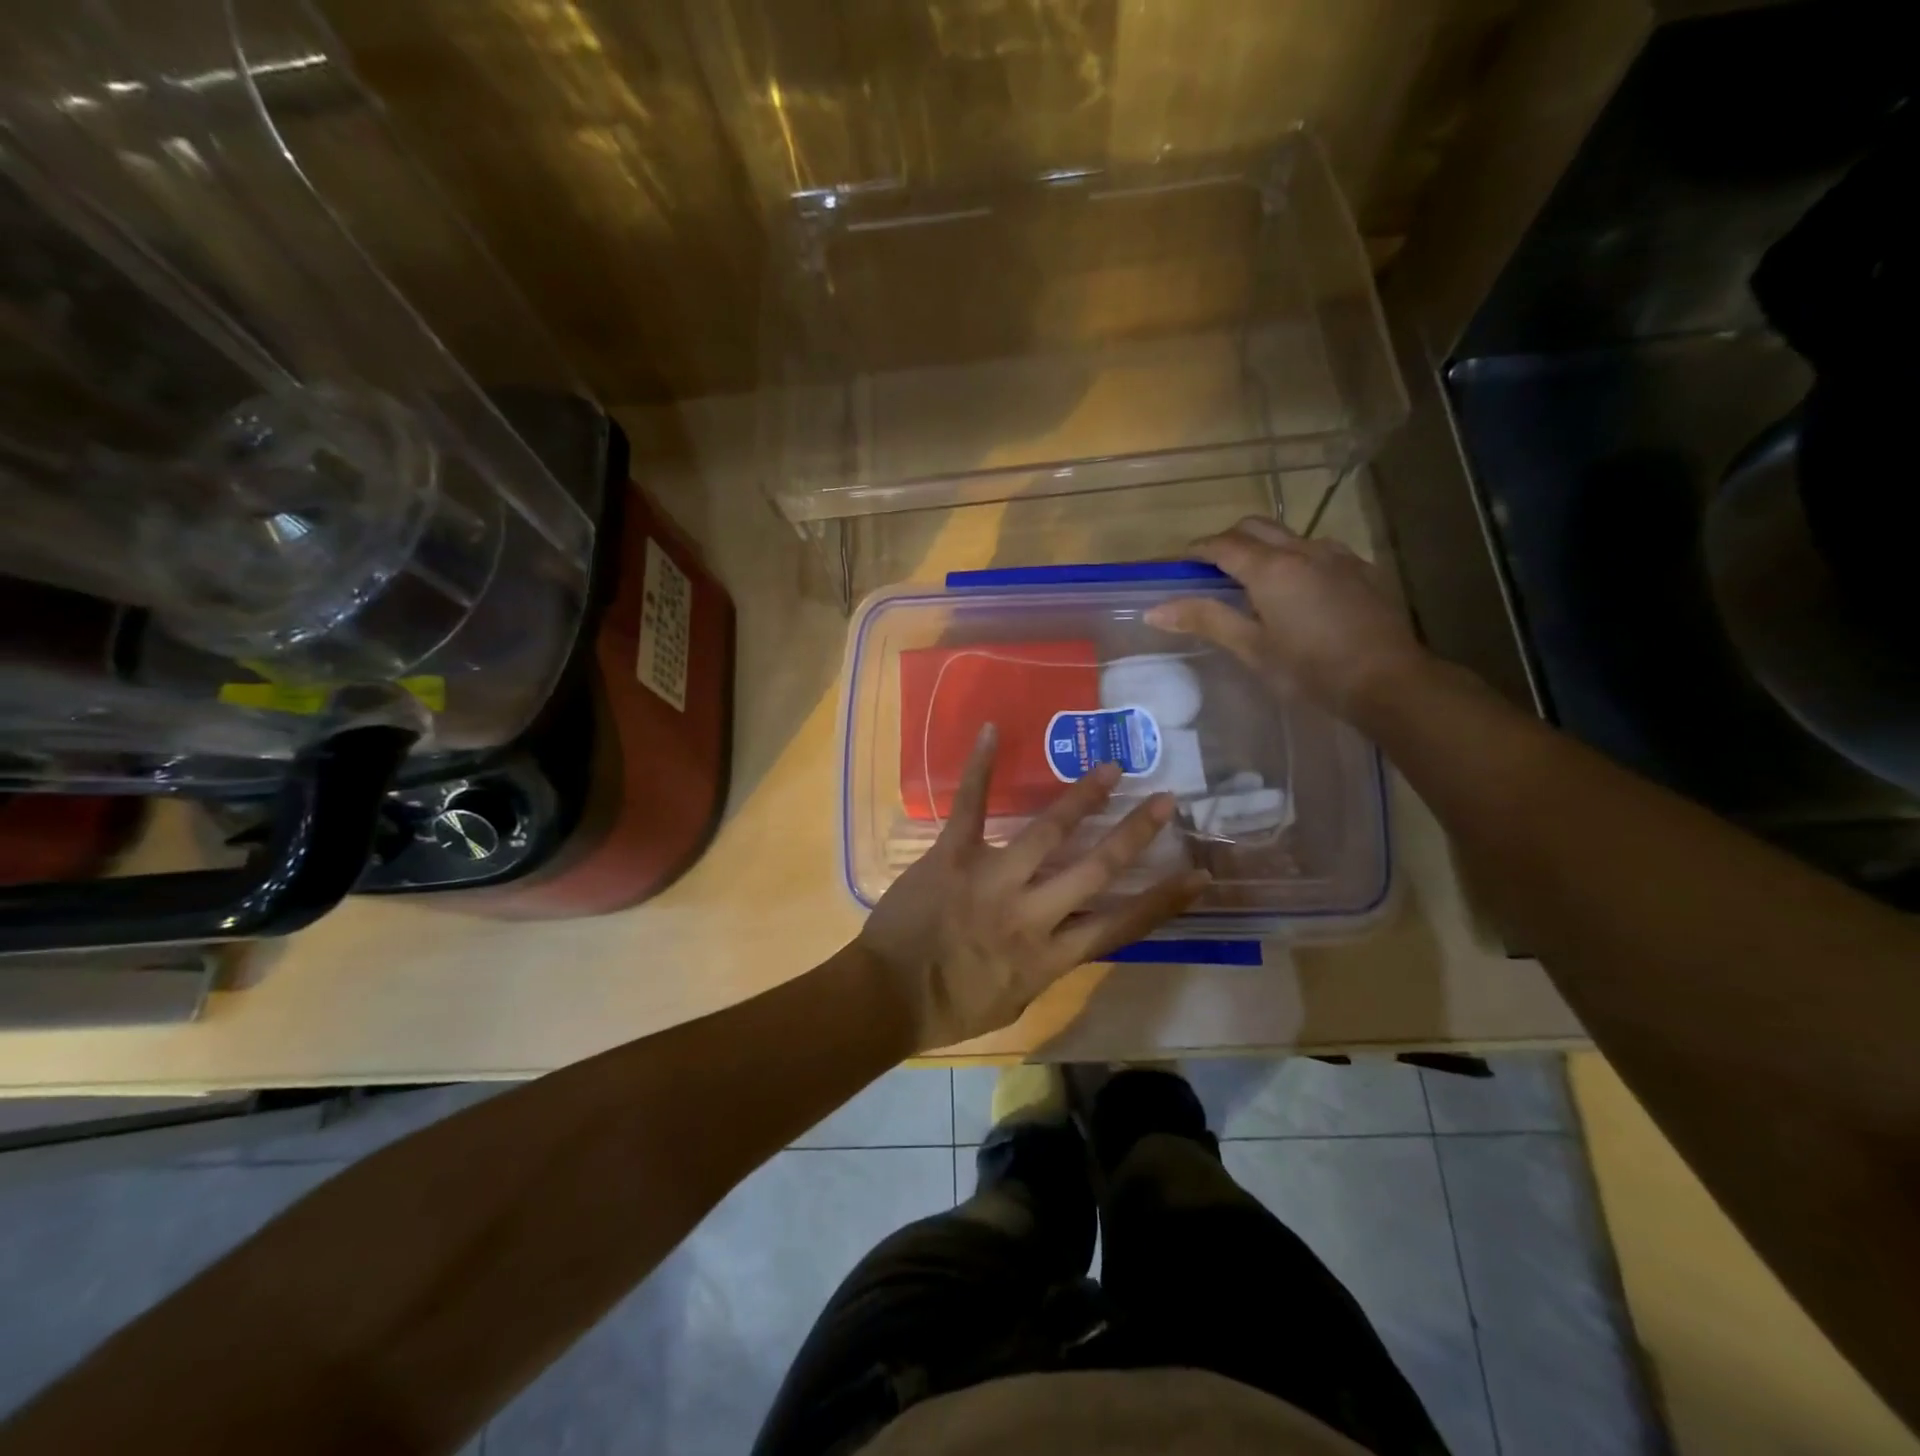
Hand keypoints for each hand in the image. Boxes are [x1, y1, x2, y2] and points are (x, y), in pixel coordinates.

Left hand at [858, 724, 1209, 1050]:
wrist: (887, 998)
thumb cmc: (951, 1009)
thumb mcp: (1017, 1000)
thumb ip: (1047, 965)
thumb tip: (1067, 934)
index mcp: (1051, 957)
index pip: (1121, 925)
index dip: (1164, 900)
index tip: (1199, 875)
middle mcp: (1032, 913)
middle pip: (1096, 869)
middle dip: (1135, 833)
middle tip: (1166, 799)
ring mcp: (992, 879)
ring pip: (1047, 832)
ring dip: (1081, 798)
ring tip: (1109, 768)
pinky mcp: (953, 856)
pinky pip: (970, 806)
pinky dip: (980, 768)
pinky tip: (991, 731)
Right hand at [1144, 515, 1428, 715]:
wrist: (1389, 680)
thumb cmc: (1310, 669)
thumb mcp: (1251, 649)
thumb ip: (1205, 620)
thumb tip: (1154, 610)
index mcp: (1270, 568)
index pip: (1222, 545)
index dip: (1195, 550)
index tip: (1178, 564)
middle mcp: (1303, 550)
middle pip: (1255, 527)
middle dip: (1227, 540)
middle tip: (1210, 570)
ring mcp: (1338, 556)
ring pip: (1289, 536)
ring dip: (1264, 547)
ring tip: (1254, 581)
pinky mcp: (1362, 569)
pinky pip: (1320, 550)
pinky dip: (1296, 559)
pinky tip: (1299, 590)